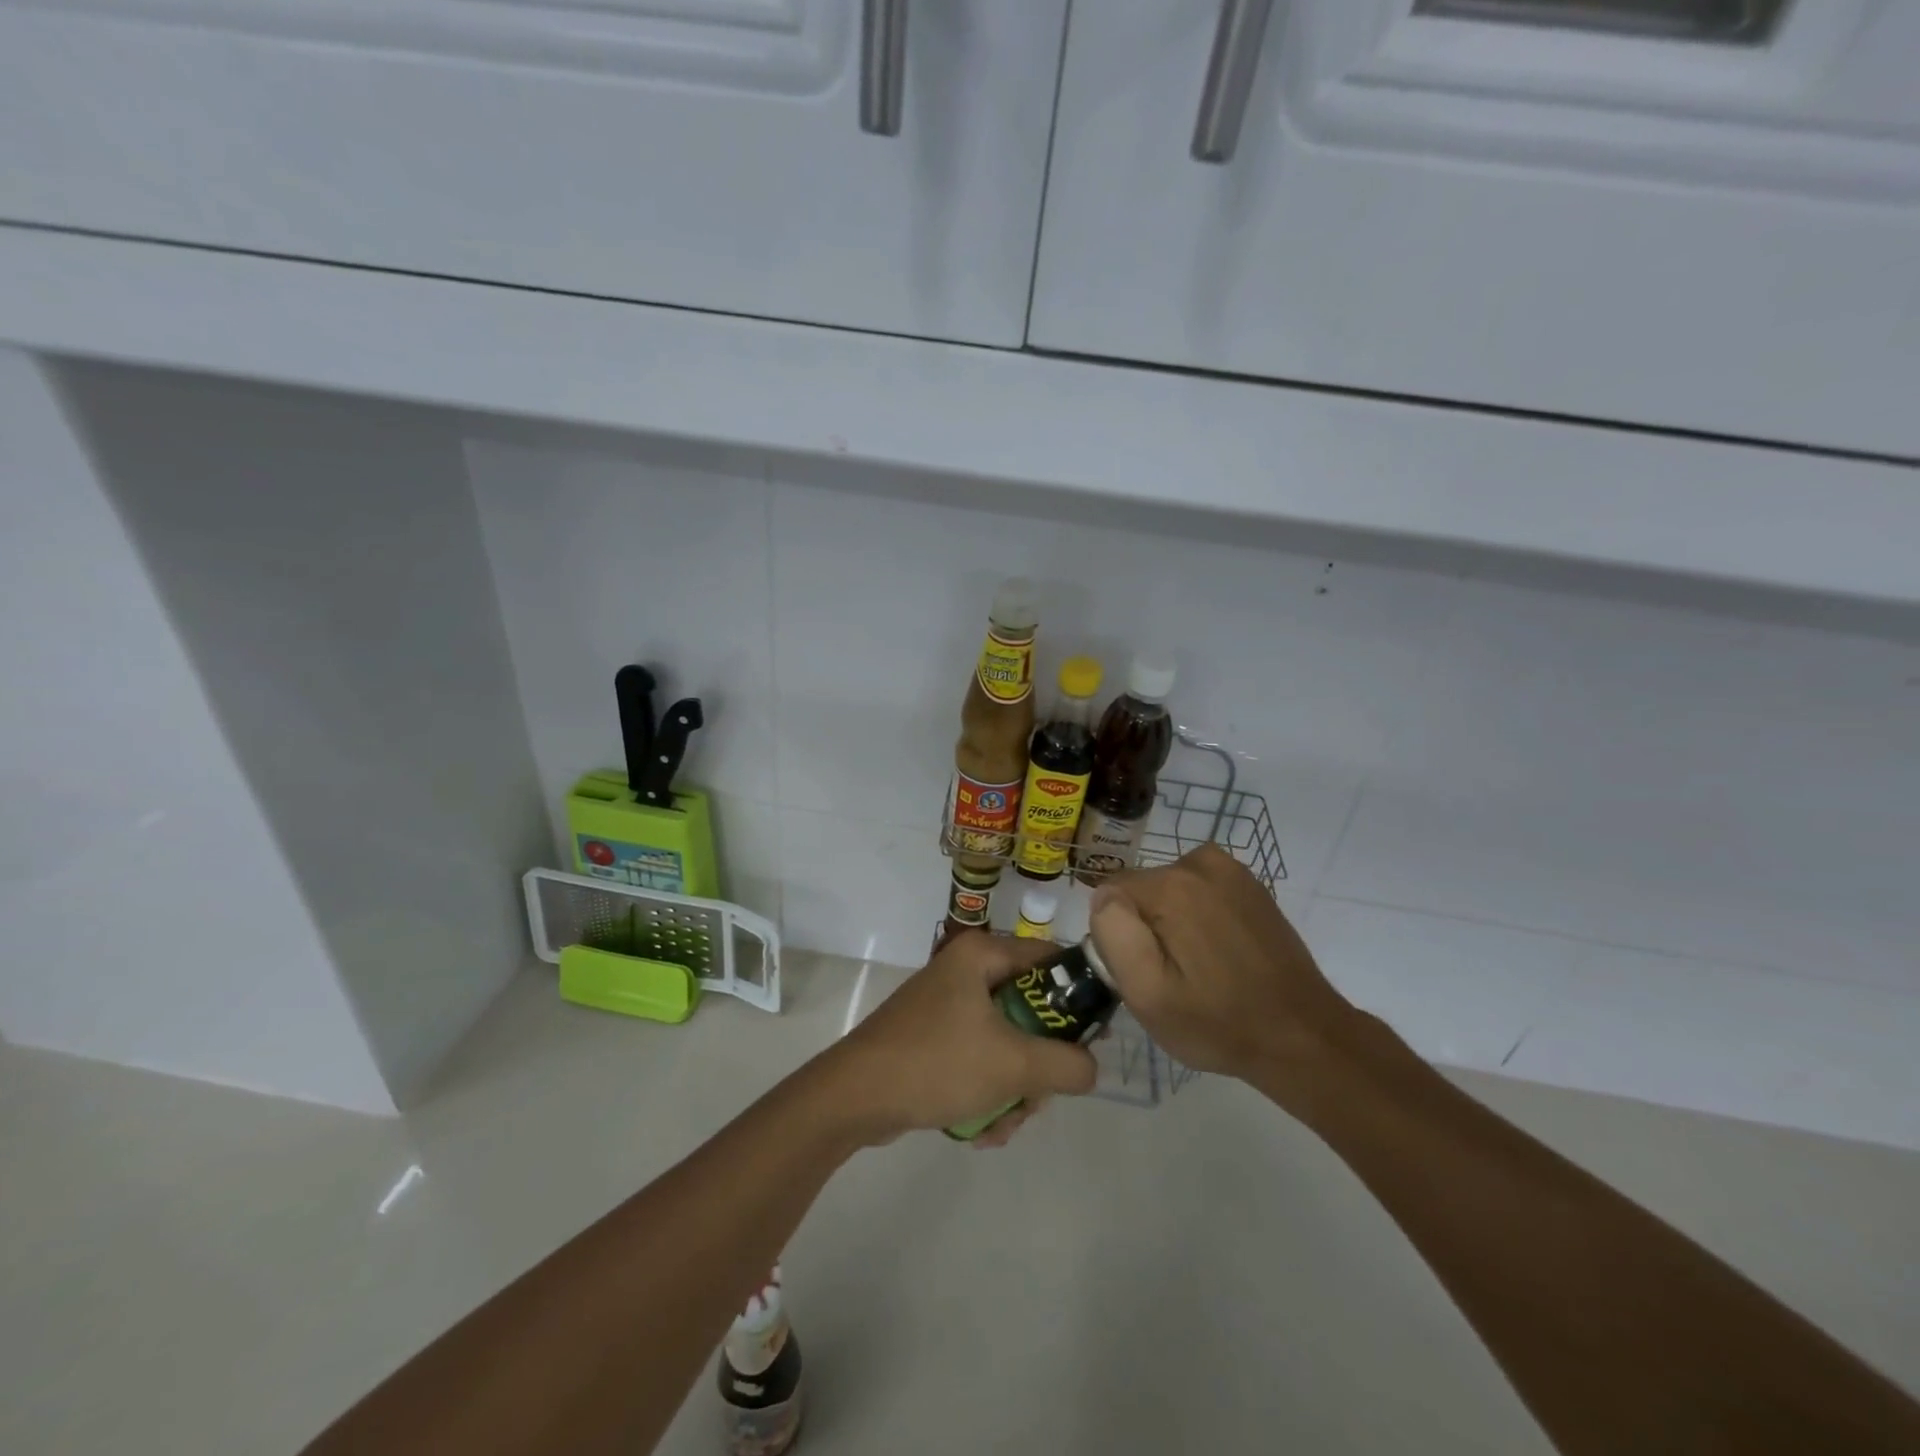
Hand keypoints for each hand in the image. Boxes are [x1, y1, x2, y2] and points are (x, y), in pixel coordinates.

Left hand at [817, 931, 1098, 1144]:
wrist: (854, 1097)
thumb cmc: (937, 1062)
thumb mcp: (1014, 1064)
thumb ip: (1068, 1064)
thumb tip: (1090, 1068)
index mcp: (981, 955)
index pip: (1051, 959)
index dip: (1079, 996)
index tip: (1094, 1040)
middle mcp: (965, 972)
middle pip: (1031, 1012)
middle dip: (1037, 1066)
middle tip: (1037, 1097)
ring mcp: (947, 1007)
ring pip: (1007, 1044)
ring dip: (1013, 1090)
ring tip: (1000, 1124)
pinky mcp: (933, 1039)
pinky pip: (979, 1061)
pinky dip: (986, 1095)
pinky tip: (978, 1130)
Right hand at [1091, 845, 1365, 1117]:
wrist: (1302, 1036)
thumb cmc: (1218, 1023)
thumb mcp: (1148, 995)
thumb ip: (1115, 935)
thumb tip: (1104, 897)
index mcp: (1170, 886)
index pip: (1110, 894)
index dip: (1119, 935)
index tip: (1142, 970)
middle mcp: (1199, 863)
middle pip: (1141, 889)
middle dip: (1145, 926)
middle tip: (1172, 976)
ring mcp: (1230, 870)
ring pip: (1169, 888)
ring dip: (1171, 920)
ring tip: (1197, 966)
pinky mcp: (1251, 885)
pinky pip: (1199, 890)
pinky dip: (1199, 914)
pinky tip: (1219, 952)